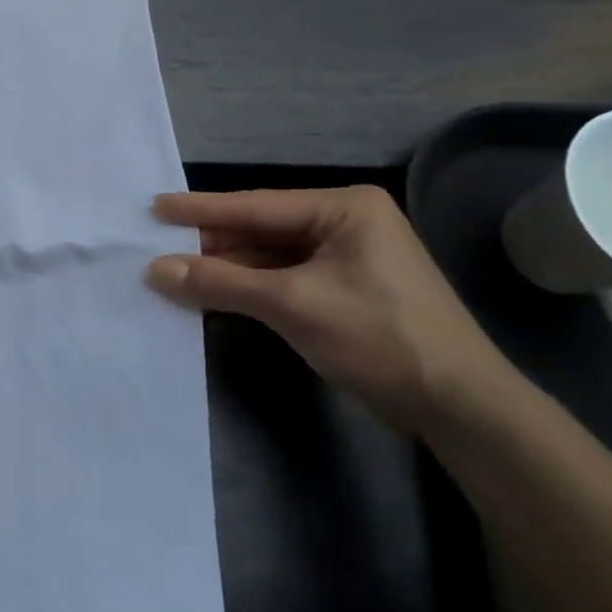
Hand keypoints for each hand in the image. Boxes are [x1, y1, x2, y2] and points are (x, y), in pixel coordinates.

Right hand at [146, 186, 516, 434]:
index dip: (200, 210)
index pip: (256, 206)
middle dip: (210, 243)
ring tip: (171, 270)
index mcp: (343, 208)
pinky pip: (282, 279)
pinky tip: (210, 291)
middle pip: (260, 230)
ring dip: (225, 268)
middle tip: (154, 244)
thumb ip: (220, 282)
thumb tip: (154, 270)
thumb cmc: (379, 337)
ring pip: (268, 256)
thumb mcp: (292, 305)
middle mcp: (344, 223)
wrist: (458, 405)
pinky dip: (247, 287)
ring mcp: (345, 257)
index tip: (154, 206)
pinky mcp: (342, 289)